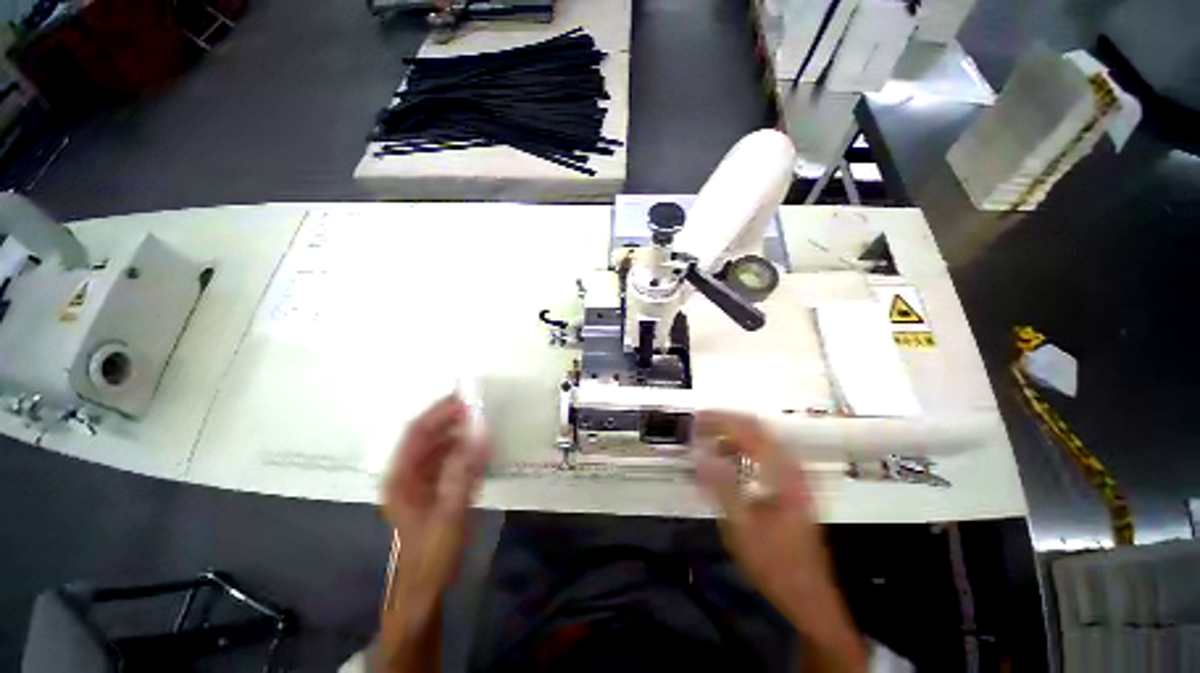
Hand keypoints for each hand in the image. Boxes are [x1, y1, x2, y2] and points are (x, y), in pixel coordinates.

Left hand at [381, 395, 490, 604]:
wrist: (425, 587)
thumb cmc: (432, 552)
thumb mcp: (450, 512)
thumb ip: (465, 472)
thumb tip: (482, 434)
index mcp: (401, 476)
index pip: (418, 432)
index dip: (440, 412)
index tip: (466, 398)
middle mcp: (407, 473)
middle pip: (428, 435)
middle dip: (452, 418)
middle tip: (481, 406)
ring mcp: (420, 481)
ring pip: (440, 446)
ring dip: (460, 432)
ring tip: (484, 422)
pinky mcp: (434, 488)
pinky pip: (449, 459)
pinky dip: (464, 449)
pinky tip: (481, 447)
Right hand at [693, 411, 866, 672]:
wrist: (808, 595)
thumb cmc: (774, 562)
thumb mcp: (741, 528)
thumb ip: (720, 486)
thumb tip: (701, 454)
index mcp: (782, 474)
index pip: (748, 432)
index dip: (720, 420)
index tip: (697, 419)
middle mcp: (791, 467)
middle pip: (757, 428)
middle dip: (726, 421)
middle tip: (700, 424)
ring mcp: (794, 474)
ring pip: (761, 438)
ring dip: (734, 433)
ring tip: (709, 438)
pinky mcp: (792, 483)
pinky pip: (765, 452)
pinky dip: (743, 447)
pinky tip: (729, 457)